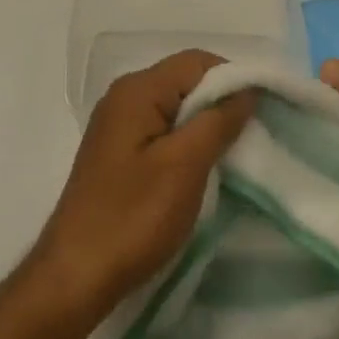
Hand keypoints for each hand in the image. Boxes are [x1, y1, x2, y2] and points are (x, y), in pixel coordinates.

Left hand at [30, 50, 254, 323]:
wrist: (75, 276)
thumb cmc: (133, 217)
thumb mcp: (185, 166)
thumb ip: (218, 120)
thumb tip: (247, 89)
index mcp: (137, 90)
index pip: (197, 62)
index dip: (234, 79)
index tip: (263, 112)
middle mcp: (124, 97)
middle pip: (185, 81)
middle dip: (221, 102)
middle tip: (252, 136)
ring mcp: (118, 125)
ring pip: (176, 108)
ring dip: (206, 125)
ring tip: (233, 155)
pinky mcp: (119, 153)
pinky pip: (162, 130)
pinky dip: (187, 142)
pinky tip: (202, 169)